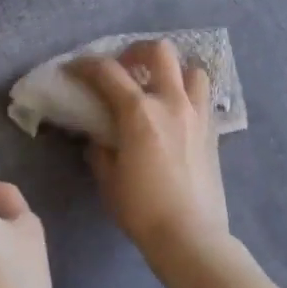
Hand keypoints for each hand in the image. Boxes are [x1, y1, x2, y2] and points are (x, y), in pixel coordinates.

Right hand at [71, 40, 233, 284]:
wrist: (191, 237)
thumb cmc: (142, 210)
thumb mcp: (108, 179)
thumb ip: (99, 149)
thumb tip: (98, 136)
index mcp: (139, 112)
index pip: (107, 72)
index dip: (85, 65)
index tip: (72, 69)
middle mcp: (171, 103)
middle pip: (159, 51)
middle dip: (136, 51)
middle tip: (123, 67)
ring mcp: (197, 115)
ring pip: (192, 69)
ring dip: (172, 70)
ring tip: (157, 86)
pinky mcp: (213, 132)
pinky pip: (203, 98)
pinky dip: (188, 95)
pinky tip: (175, 114)